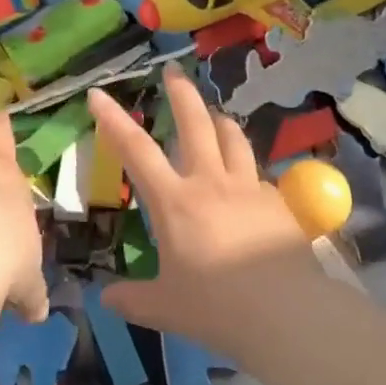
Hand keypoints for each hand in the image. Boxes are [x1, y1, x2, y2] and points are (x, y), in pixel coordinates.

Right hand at [89, 65, 320, 361]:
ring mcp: (248, 188)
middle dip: (181, 93)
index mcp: (175, 202)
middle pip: (195, 124)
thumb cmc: (217, 308)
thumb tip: (105, 297)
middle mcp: (210, 183)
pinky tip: (248, 184)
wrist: (287, 313)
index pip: (136, 150)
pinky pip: (258, 174)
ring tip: (215, 115)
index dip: (114, 120)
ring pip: (233, 138)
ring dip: (219, 121)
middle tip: (173, 71)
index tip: (98, 93)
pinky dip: (247, 169)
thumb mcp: (165, 308)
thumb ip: (133, 299)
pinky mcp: (278, 201)